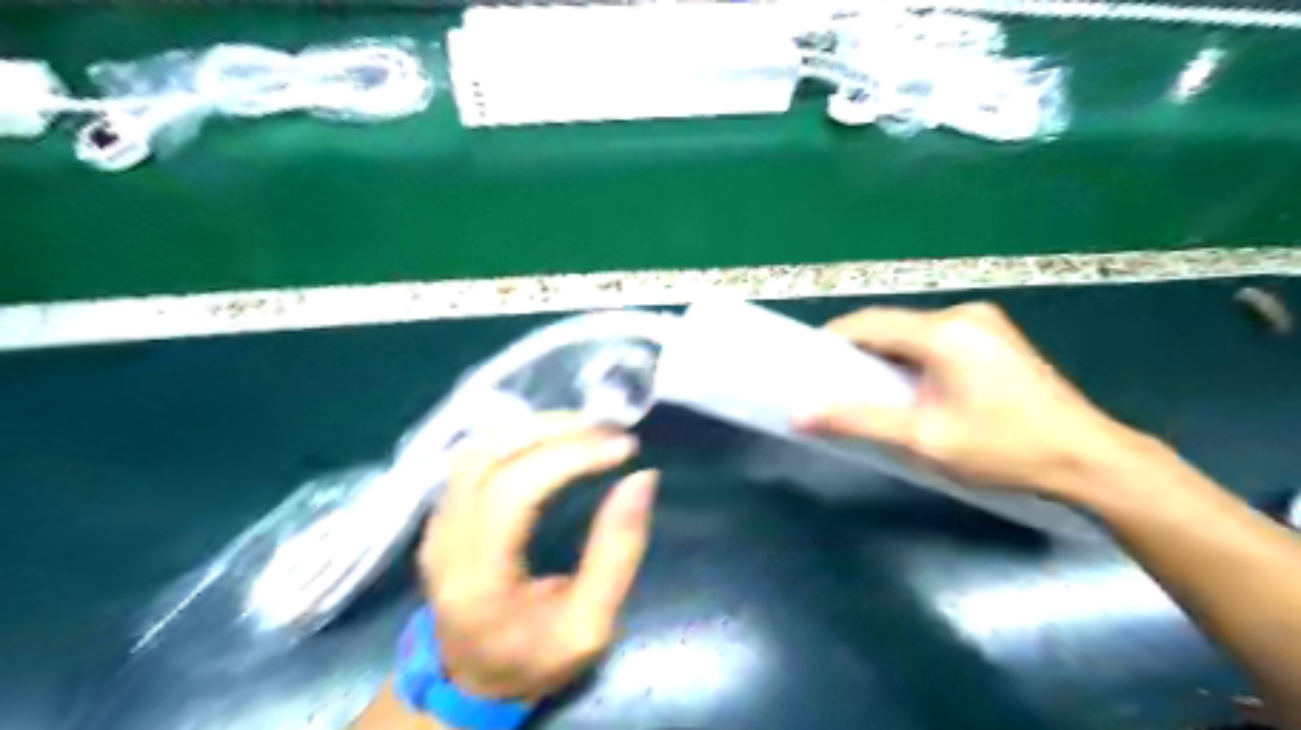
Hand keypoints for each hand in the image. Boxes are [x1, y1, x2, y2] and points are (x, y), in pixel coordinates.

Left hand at [421, 414, 656, 697]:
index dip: (568, 457)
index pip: (512, 491)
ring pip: (478, 447)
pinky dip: (519, 436)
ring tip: (586, 429)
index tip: (622, 447)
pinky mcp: (442, 513)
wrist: (471, 681)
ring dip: (535, 427)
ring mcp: (436, 523)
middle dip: (555, 431)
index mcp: (478, 578)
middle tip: (608, 429)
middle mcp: (445, 541)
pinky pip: (476, 455)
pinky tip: (555, 440)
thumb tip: (642, 479)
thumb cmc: (535, 659)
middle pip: (489, 456)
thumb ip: (617, 552)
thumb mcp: (590, 626)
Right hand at [799, 300, 1133, 495]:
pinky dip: (911, 356)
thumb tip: (800, 416)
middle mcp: (962, 314)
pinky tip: (909, 385)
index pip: (869, 323)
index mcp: (944, 331)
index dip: (832, 341)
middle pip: (890, 324)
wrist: (1089, 461)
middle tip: (833, 383)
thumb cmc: (1003, 450)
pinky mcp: (994, 336)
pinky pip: (935, 337)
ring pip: (912, 330)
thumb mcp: (923, 439)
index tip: (808, 367)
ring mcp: (983, 321)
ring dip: (884, 354)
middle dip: (857, 350)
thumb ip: (858, 421)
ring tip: (866, 388)